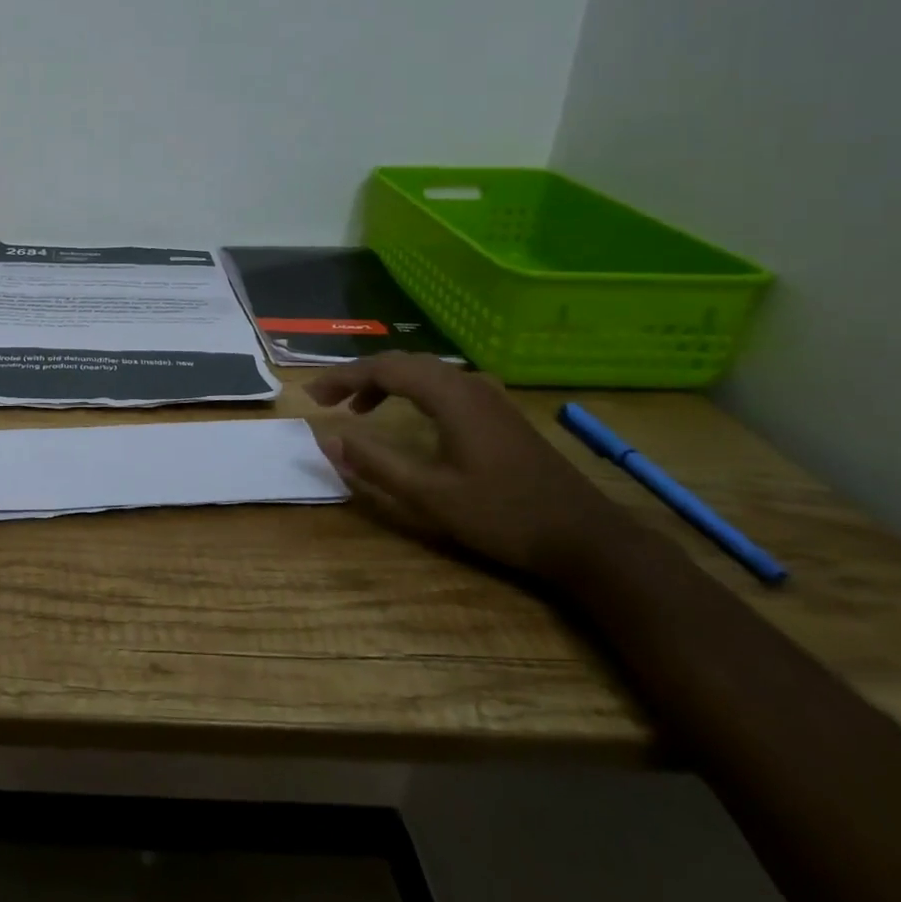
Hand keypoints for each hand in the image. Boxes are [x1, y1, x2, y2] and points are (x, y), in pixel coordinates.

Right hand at [306, 354, 643, 584]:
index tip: (312, 396)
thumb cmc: (503, 515)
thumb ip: (375, 463)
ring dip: (385, 383)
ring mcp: (488, 396)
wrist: (588, 539)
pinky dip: (411, 392)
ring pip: (424, 372)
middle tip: (327, 399)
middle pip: (403, 363)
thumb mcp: (430, 494)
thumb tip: (328, 438)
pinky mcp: (499, 413)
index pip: (383, 369)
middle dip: (360, 376)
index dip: (342, 378)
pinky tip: (407, 416)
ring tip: (357, 408)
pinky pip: (442, 385)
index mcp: (450, 395)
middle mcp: (468, 384)